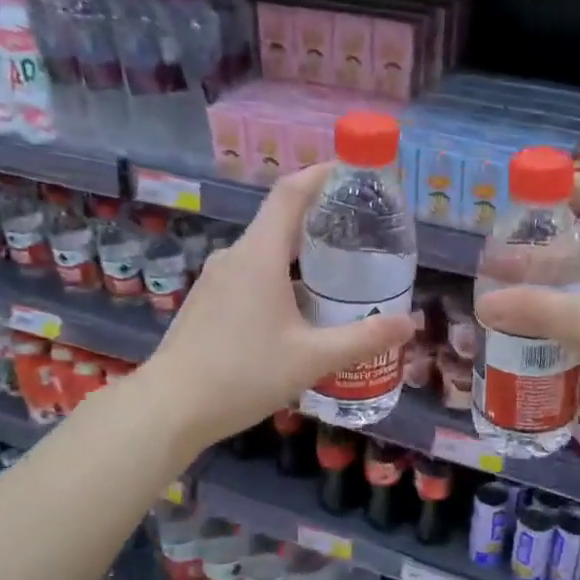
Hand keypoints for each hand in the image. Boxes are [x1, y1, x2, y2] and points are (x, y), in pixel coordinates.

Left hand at [142, 165, 416, 450]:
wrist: (170, 407)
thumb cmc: (243, 375)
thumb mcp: (312, 359)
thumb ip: (363, 338)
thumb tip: (409, 324)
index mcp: (259, 255)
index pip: (290, 193)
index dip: (321, 174)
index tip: (352, 173)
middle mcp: (234, 256)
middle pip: (279, 220)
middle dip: (320, 218)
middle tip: (360, 230)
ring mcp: (215, 278)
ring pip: (264, 250)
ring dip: (299, 251)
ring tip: (336, 270)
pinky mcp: (207, 301)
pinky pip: (249, 272)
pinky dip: (279, 273)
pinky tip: (297, 306)